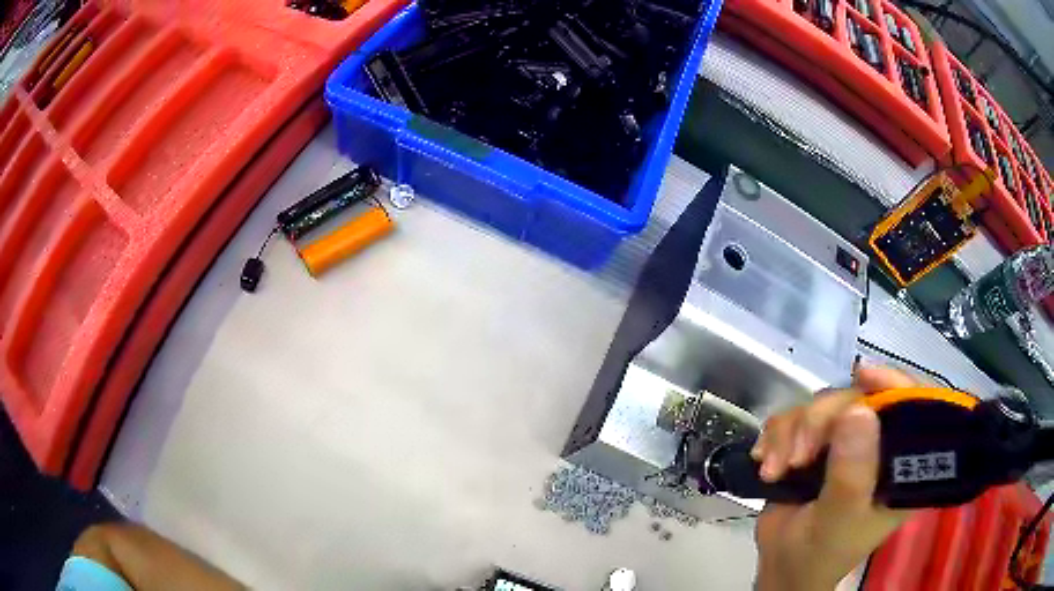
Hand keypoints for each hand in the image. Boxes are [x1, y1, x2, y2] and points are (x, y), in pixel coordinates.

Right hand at [752, 366, 914, 590]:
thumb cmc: (820, 552)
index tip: (863, 376)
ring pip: (822, 405)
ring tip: (776, 469)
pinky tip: (767, 462)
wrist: (781, 566)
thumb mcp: (838, 519)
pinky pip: (795, 417)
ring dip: (792, 433)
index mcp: (899, 462)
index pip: (912, 407)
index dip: (893, 384)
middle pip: (857, 400)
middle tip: (798, 456)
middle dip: (821, 422)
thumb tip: (859, 411)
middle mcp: (877, 444)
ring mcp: (846, 443)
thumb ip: (852, 473)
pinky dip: (777, 436)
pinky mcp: (816, 445)